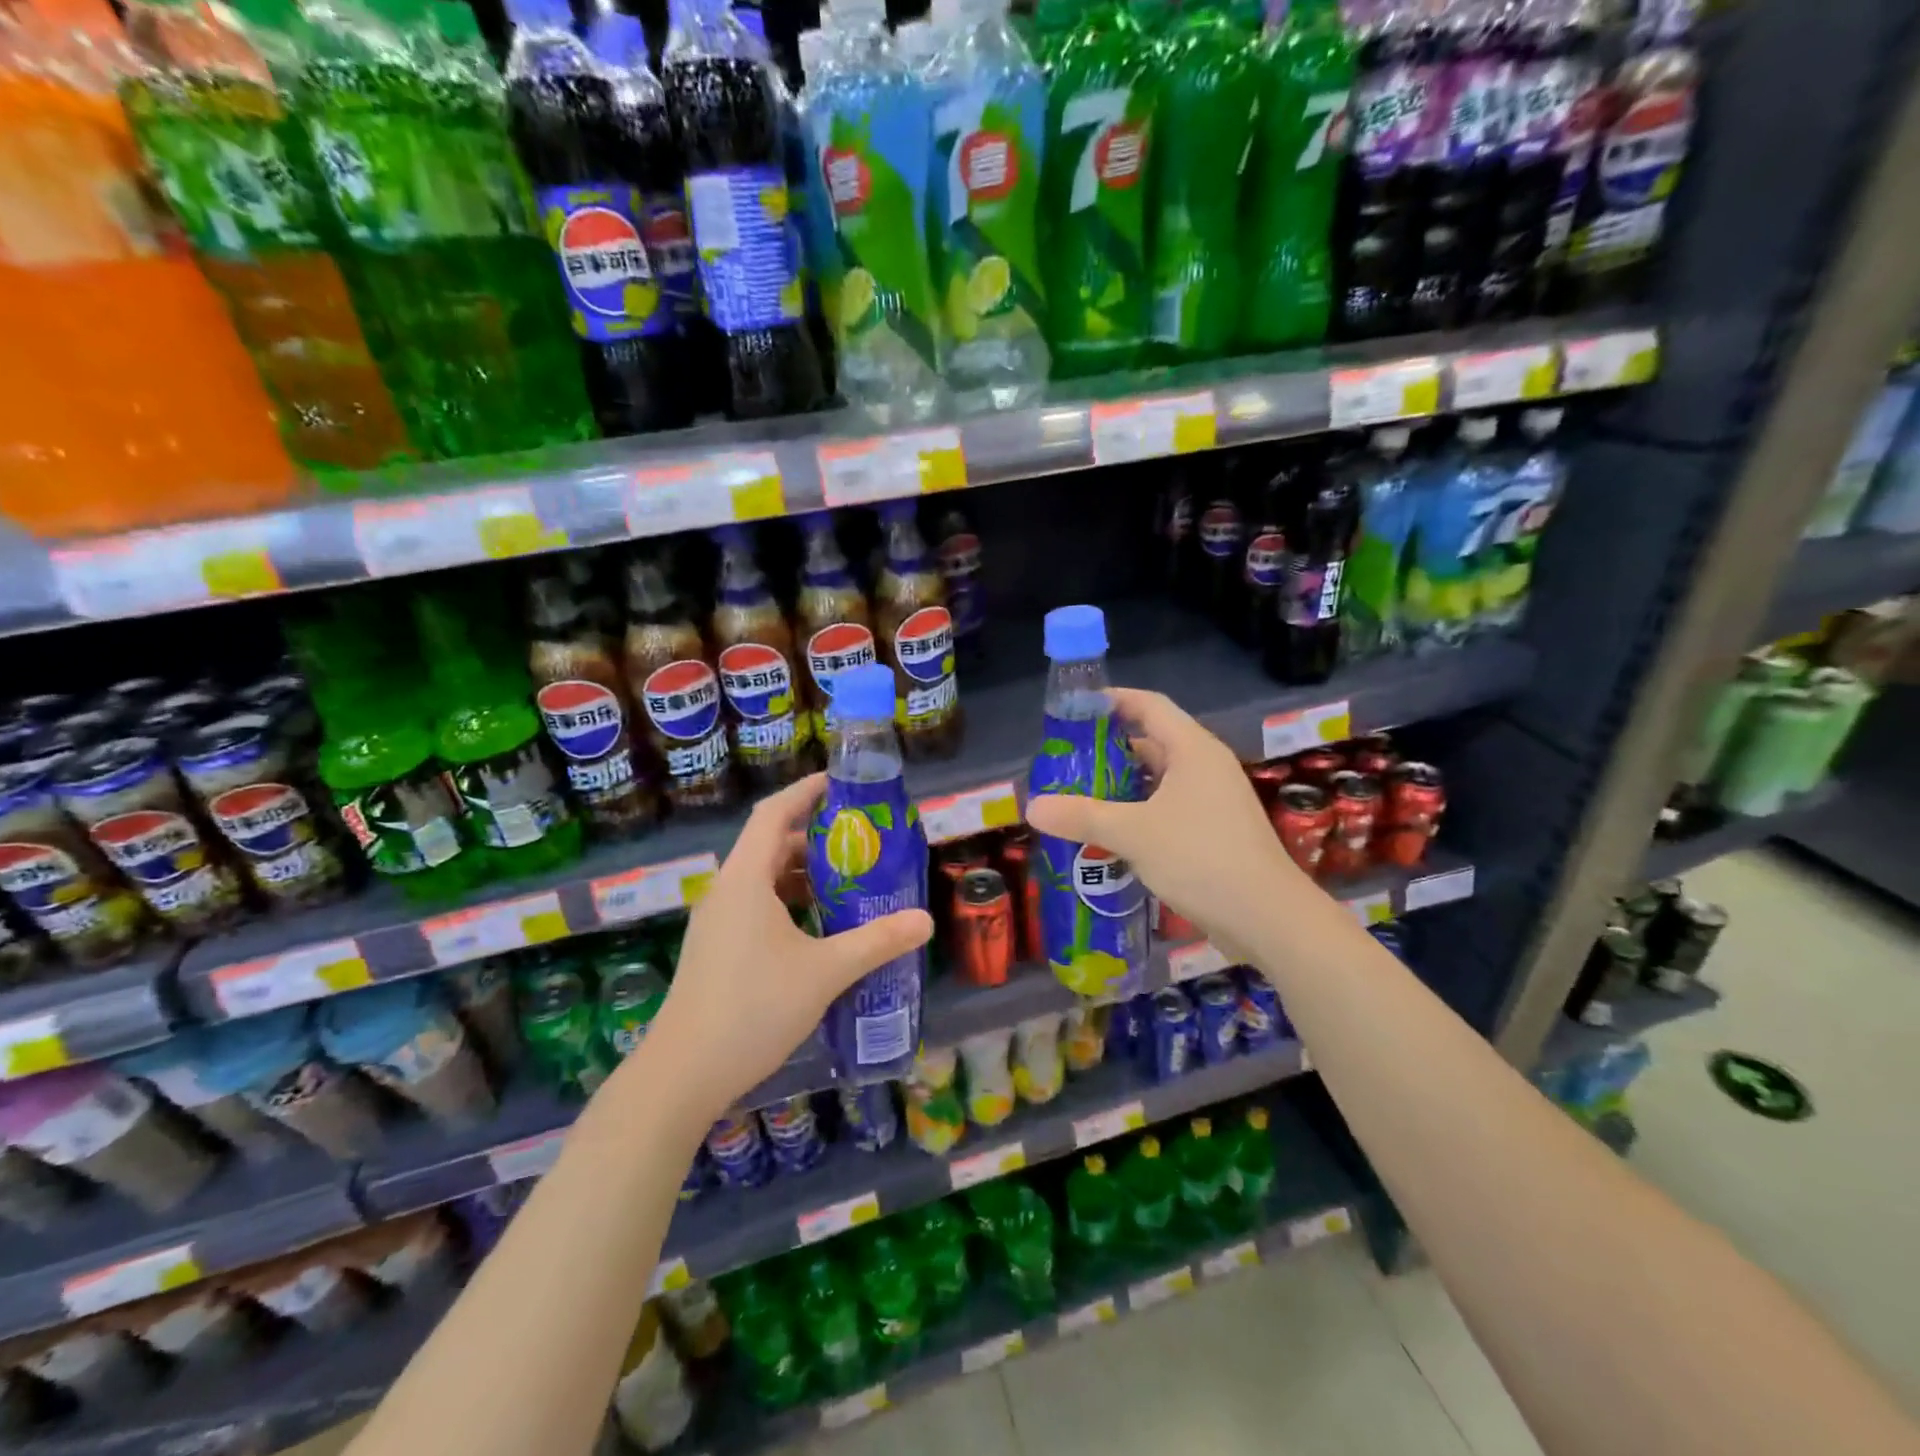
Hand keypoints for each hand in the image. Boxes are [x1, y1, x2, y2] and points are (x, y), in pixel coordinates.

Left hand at [643, 773, 932, 1124]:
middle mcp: (726, 891)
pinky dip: (788, 903)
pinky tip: (818, 929)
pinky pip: (755, 906)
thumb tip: (926, 920)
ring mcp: (716, 922)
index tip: (840, 783)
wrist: (683, 1075)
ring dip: (802, 874)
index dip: (806, 790)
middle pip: (770, 844)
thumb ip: (877, 941)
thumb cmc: (753, 1009)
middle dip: (814, 837)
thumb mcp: (825, 972)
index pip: (774, 813)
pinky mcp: (715, 950)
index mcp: (745, 879)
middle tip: (860, 841)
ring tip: (847, 883)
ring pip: (762, 879)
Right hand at [1025, 689, 1308, 958]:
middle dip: (1108, 750)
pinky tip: (1109, 834)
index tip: (1074, 710)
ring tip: (1078, 797)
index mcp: (1193, 750)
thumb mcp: (1134, 833)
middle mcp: (1205, 767)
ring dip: (1121, 786)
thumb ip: (1082, 816)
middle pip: (1152, 742)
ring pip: (1158, 780)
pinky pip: (1167, 809)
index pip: (1149, 705)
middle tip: (1066, 762)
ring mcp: (1212, 801)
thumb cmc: (1201, 858)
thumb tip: (1032, 807)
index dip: (1112, 701)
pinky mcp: (1213, 832)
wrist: (1267, 918)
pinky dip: (1137, 813)